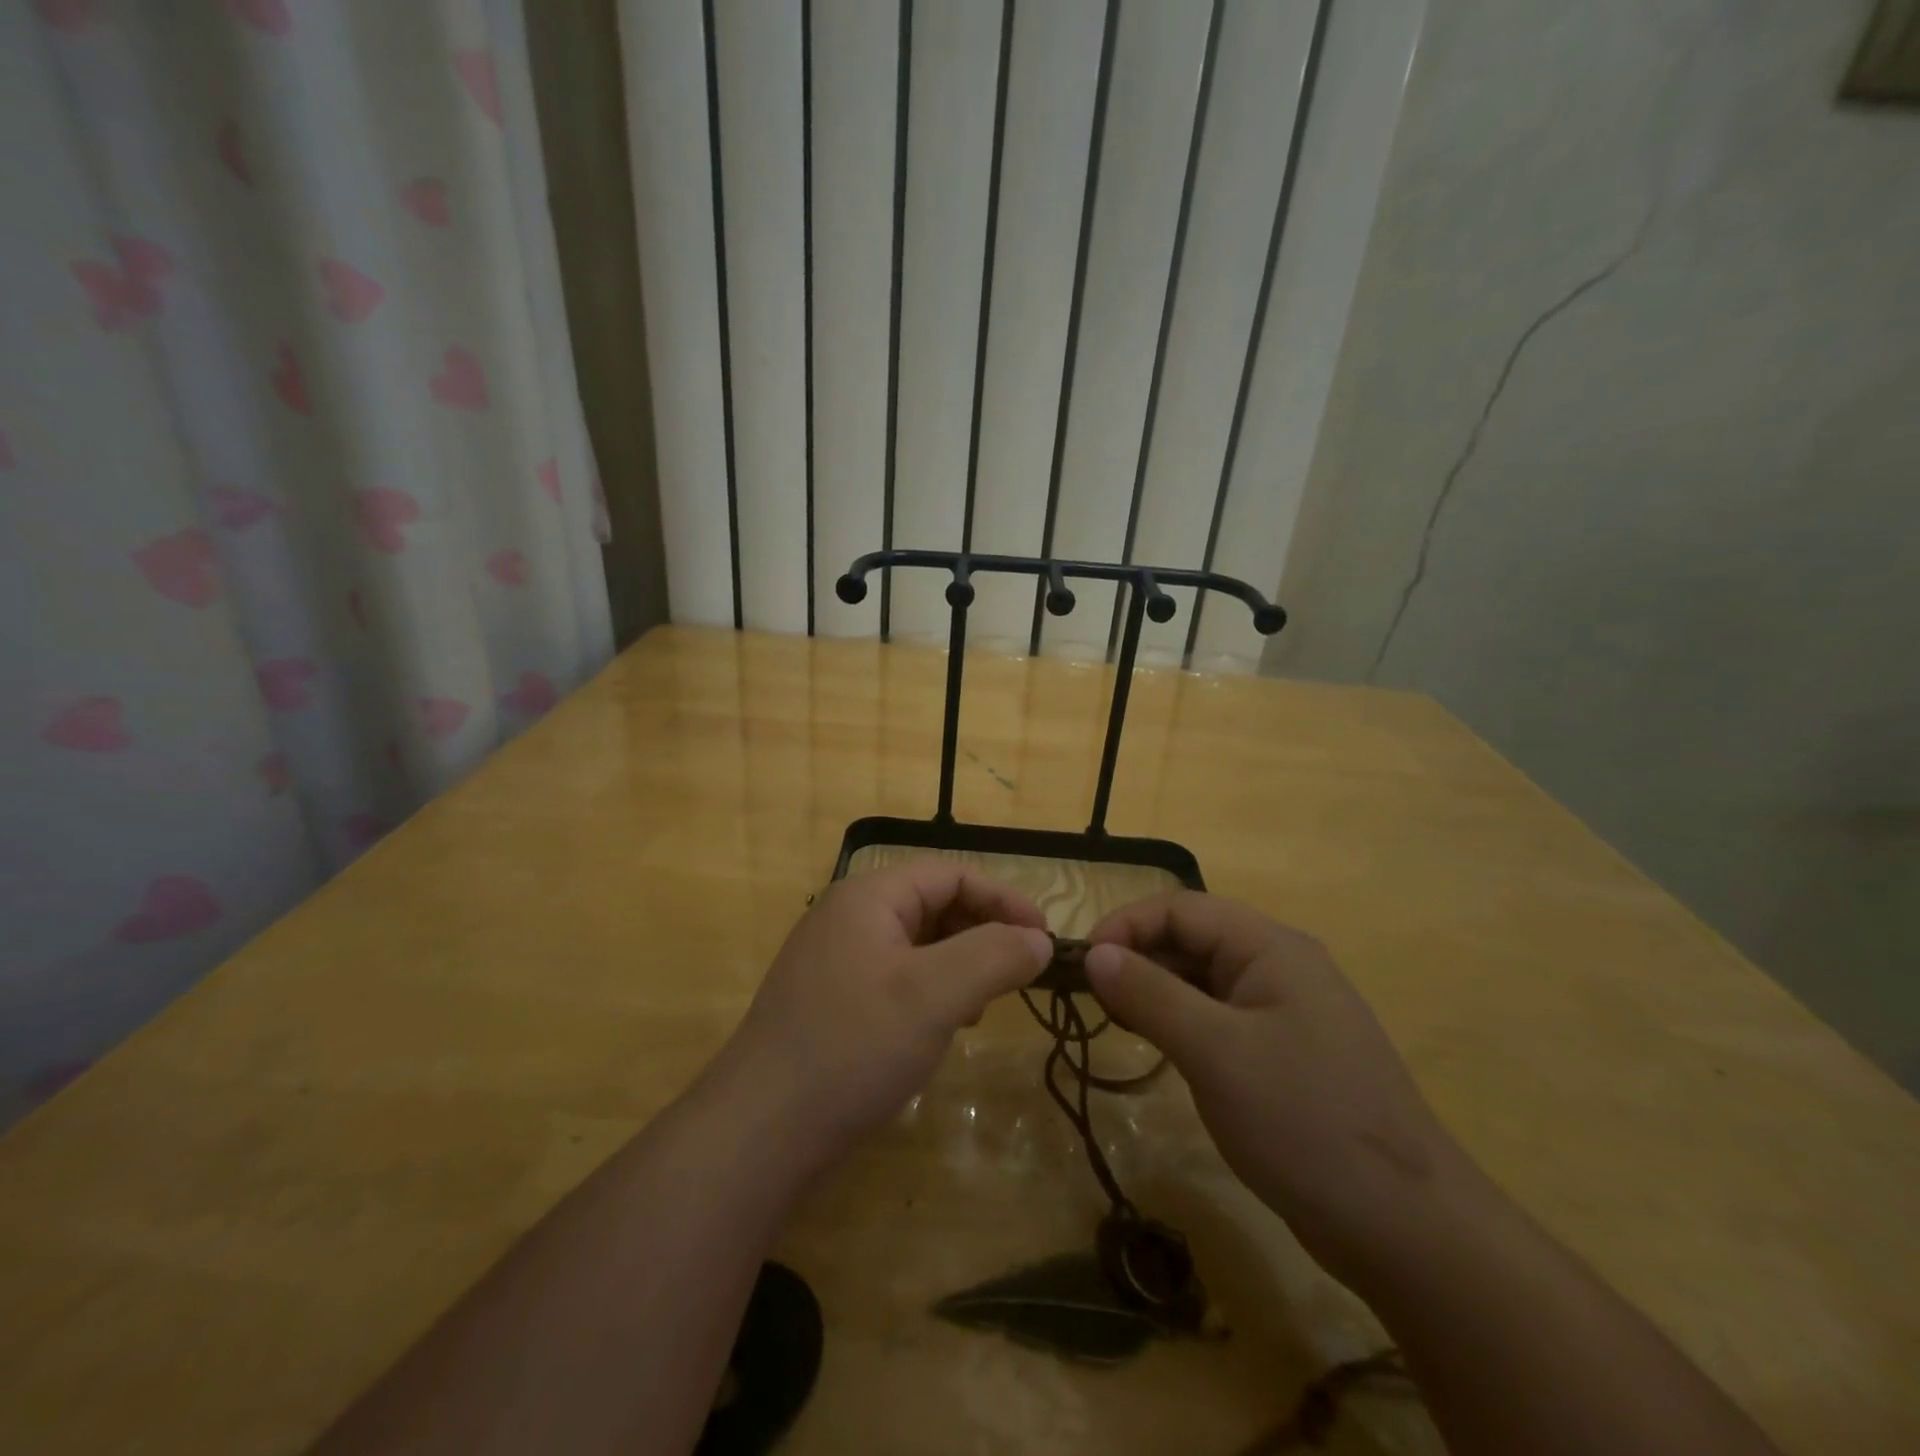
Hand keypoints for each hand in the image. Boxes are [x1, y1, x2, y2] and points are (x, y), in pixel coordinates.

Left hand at [712, 863, 1052, 1168]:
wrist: (759, 1132)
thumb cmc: (853, 1046)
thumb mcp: (935, 994)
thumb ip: (995, 956)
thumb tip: (1039, 940)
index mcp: (868, 897)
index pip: (951, 874)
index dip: (1003, 900)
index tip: (1044, 940)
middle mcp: (848, 918)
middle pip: (933, 905)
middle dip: (981, 935)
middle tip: (1016, 977)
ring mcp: (835, 962)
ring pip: (917, 946)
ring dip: (959, 967)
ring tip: (981, 1007)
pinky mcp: (831, 1003)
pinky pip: (896, 980)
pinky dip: (931, 994)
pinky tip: (941, 1030)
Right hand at [1085, 893, 1478, 1284]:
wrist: (1406, 1228)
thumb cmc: (1304, 1121)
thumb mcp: (1216, 1053)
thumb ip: (1151, 994)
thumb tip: (1094, 954)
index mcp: (1270, 947)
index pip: (1181, 909)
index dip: (1126, 926)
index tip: (1082, 965)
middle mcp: (1279, 967)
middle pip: (1192, 939)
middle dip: (1137, 958)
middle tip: (1091, 999)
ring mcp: (1284, 1012)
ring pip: (1202, 979)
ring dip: (1155, 991)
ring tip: (1116, 1022)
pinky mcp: (1283, 1054)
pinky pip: (1218, 1018)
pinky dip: (1180, 1023)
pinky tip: (1157, 1048)